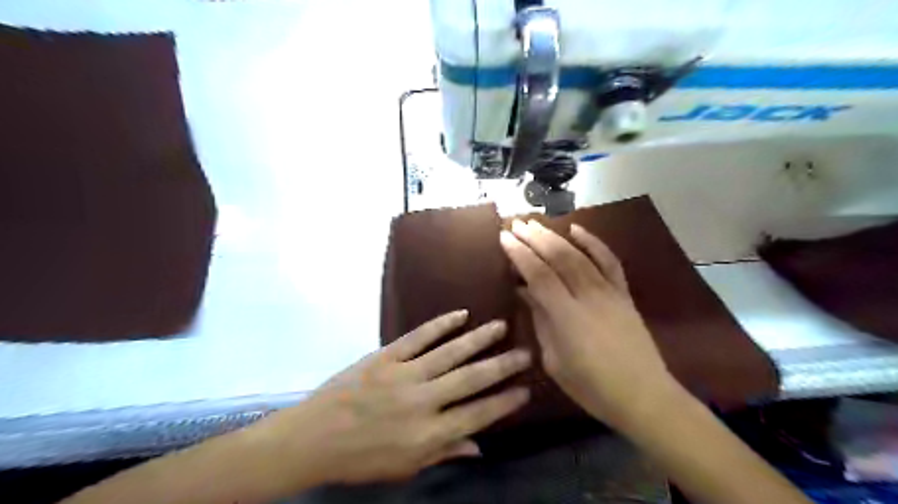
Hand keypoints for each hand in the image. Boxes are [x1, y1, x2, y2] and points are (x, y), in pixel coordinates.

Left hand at [261, 311, 527, 483]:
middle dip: (503, 365)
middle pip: (472, 379)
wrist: (313, 438)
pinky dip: (441, 324)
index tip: (526, 389)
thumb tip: (480, 447)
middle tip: (526, 352)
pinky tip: (460, 314)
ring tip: (501, 326)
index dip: (505, 402)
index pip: (478, 415)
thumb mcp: (404, 468)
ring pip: (450, 352)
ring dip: (479, 338)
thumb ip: (444, 454)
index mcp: (427, 435)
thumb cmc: (360, 459)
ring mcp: (404, 374)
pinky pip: (419, 336)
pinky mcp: (386, 356)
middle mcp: (422, 401)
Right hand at [499, 219, 673, 431]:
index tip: (504, 237)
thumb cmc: (591, 387)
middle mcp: (587, 296)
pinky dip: (593, 242)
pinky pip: (609, 261)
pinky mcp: (623, 293)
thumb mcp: (554, 360)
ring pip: (579, 255)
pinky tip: (577, 229)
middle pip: (558, 258)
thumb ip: (540, 321)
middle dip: (534, 238)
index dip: (520, 254)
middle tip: (515, 224)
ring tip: (536, 224)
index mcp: (567, 316)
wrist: (644, 396)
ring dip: (555, 236)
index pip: (538, 275)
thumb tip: (524, 292)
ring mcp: (609, 292)